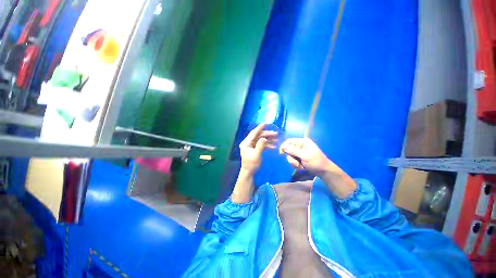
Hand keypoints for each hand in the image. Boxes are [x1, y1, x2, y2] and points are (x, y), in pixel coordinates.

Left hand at [239, 123, 277, 173]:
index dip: (259, 128)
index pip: (253, 133)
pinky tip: (274, 146)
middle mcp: (248, 143)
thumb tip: (264, 138)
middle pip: (258, 136)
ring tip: (277, 139)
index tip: (266, 123)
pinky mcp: (255, 148)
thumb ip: (260, 146)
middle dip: (267, 134)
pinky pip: (261, 144)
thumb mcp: (256, 155)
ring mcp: (251, 145)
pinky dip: (267, 144)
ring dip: (268, 139)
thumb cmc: (251, 164)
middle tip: (276, 133)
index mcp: (246, 143)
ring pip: (261, 139)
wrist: (249, 172)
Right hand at [280, 138, 333, 175]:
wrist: (324, 172)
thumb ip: (293, 151)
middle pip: (288, 150)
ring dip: (294, 163)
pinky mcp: (299, 158)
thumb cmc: (316, 162)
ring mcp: (299, 153)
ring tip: (301, 166)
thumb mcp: (305, 156)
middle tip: (297, 163)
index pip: (289, 141)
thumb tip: (283, 146)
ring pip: (289, 156)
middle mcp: (300, 146)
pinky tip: (301, 167)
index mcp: (302, 142)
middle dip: (291, 158)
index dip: (284, 146)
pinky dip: (296, 165)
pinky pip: (292, 161)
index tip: (282, 153)